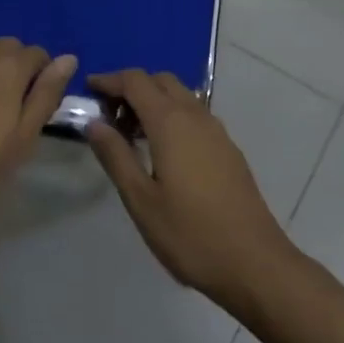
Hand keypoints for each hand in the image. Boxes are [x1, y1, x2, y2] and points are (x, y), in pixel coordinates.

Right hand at [86, 70, 298, 314]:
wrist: (255, 263)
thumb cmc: (190, 233)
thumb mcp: (141, 200)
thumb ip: (115, 156)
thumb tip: (94, 123)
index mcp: (170, 122)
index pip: (135, 81)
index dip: (109, 80)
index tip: (88, 90)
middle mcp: (195, 115)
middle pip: (160, 81)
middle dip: (132, 88)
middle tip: (109, 116)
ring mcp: (216, 130)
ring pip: (180, 95)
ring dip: (153, 101)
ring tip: (131, 135)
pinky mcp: (228, 148)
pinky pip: (194, 114)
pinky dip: (172, 115)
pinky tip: (163, 151)